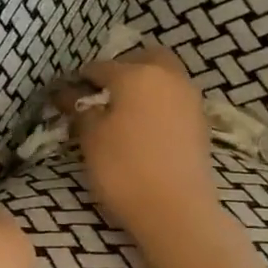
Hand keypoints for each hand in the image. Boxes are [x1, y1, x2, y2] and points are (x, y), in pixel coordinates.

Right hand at [65, 48, 217, 241]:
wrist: (175, 209)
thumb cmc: (124, 168)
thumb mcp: (91, 138)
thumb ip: (81, 111)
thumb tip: (70, 96)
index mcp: (136, 74)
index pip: (100, 67)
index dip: (81, 79)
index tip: (67, 94)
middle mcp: (168, 77)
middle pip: (145, 58)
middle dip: (124, 67)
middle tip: (104, 91)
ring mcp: (190, 99)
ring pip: (165, 77)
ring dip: (145, 85)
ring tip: (123, 111)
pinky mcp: (200, 123)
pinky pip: (174, 100)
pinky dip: (159, 104)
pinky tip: (144, 127)